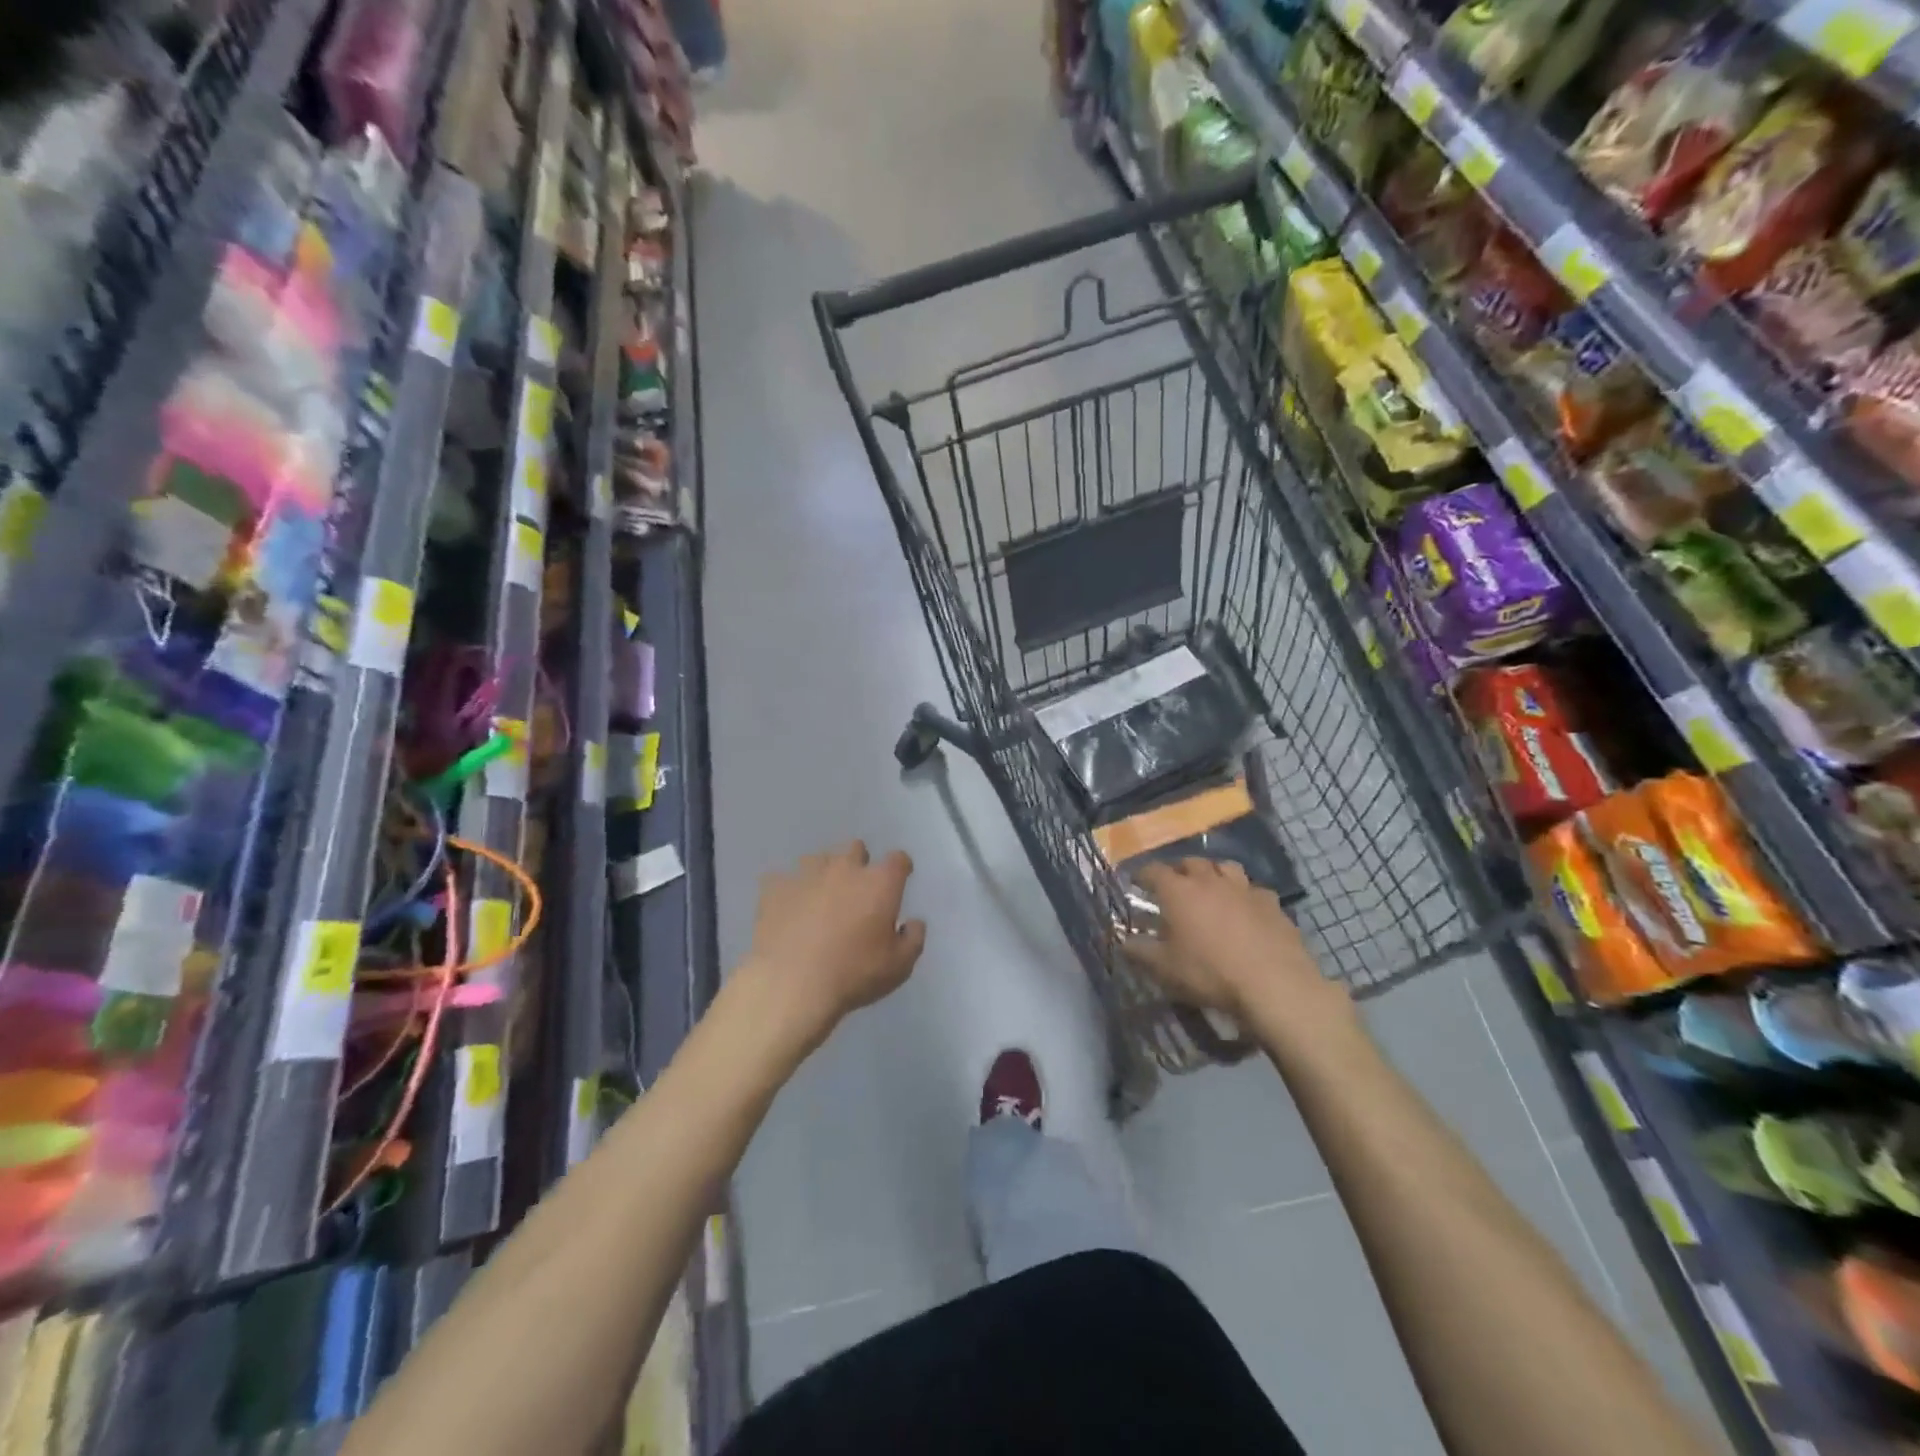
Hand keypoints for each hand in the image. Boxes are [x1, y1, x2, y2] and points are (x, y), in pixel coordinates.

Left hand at [739, 842, 926, 1047]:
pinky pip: (781, 880)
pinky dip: (787, 892)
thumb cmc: (854, 974)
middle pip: (855, 849)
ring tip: (819, 901)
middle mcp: (845, 868)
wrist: (791, 984)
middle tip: (856, 893)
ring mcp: (806, 874)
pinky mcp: (774, 888)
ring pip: (818, 859)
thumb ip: (913, 939)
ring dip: (823, 874)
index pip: (898, 859)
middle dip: (858, 864)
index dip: (900, 869)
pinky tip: (787, 911)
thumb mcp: (899, 966)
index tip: (899, 881)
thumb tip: (913, 922)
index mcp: (880, 882)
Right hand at [1124, 859, 1347, 1025]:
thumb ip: (1139, 952)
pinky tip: (1246, 911)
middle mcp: (1210, 881)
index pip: (1153, 871)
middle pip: (1191, 862)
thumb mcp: (1165, 969)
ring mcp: (1245, 889)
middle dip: (1179, 870)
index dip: (1142, 874)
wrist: (1275, 985)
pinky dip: (1245, 895)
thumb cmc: (1210, 973)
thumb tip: (1122, 942)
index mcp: (1179, 891)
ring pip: (1226, 867)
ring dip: (1214, 874)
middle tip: (1175, 885)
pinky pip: (1254, 890)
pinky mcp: (1272, 904)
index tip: (1136, 882)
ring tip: (1211, 889)